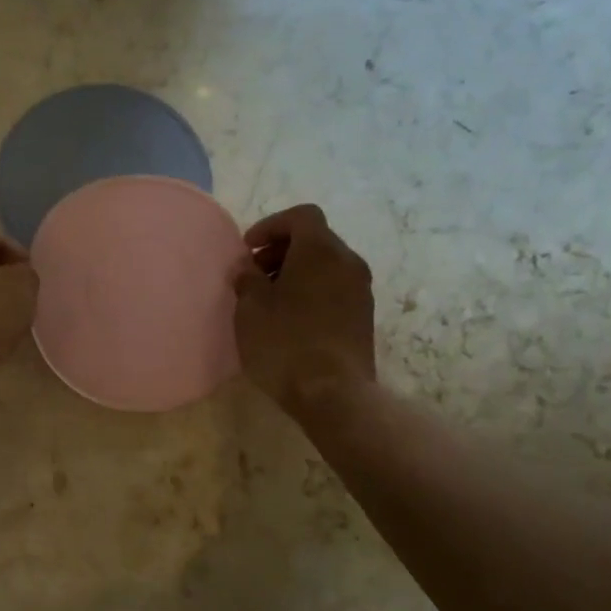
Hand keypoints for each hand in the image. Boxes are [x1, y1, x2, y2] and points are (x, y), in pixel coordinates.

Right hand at [234, 204, 376, 414]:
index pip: (301, 216)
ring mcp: (361, 291)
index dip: (271, 225)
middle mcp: (348, 262)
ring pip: (326, 265)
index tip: (248, 249)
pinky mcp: (363, 317)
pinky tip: (290, 318)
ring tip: (269, 299)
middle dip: (282, 249)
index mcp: (321, 250)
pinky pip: (334, 289)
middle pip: (315, 239)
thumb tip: (246, 267)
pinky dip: (311, 291)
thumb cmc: (285, 342)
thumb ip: (246, 278)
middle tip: (254, 274)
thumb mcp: (251, 307)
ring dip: (296, 272)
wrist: (333, 394)